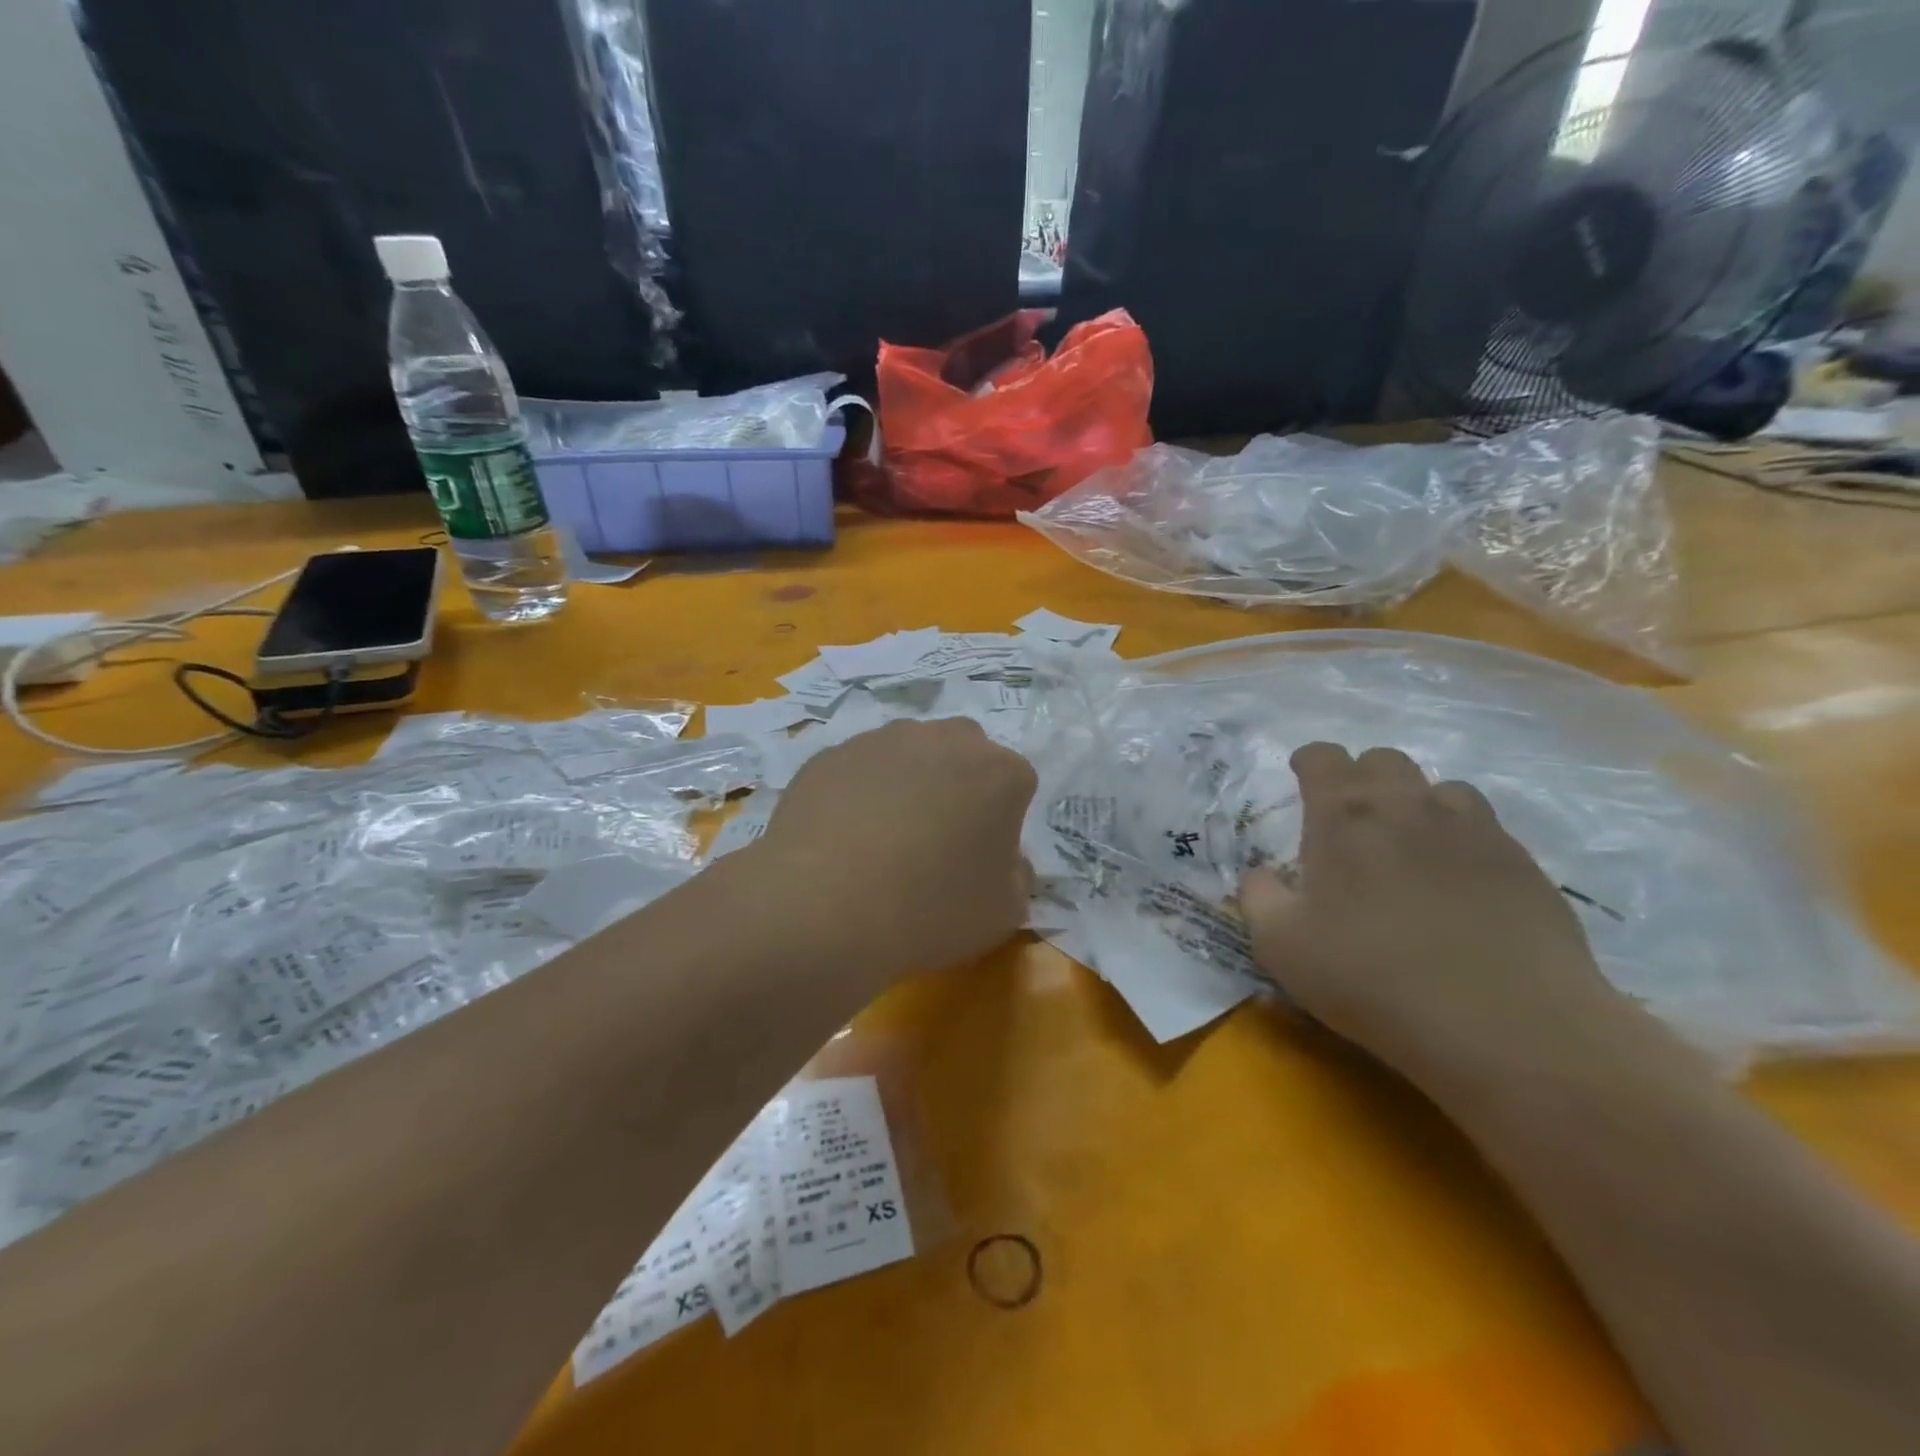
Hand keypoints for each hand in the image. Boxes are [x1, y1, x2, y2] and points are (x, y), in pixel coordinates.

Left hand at [748, 718, 1037, 984]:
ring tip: (884, 838)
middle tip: (939, 837)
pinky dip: (860, 793)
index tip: (982, 856)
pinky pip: (859, 769)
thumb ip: (1017, 877)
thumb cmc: (930, 910)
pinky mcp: (832, 754)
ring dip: (908, 783)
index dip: (1003, 820)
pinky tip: (844, 837)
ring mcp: (883, 740)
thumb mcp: (1002, 914)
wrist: (825, 906)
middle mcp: (945, 739)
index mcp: (999, 772)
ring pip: (908, 753)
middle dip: (959, 784)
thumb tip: (1005, 859)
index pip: (1016, 783)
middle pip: (964, 752)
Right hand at [1240, 743, 1626, 1086]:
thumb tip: (1261, 874)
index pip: (1323, 757)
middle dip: (1361, 776)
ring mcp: (1473, 830)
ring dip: (1417, 803)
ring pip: (1440, 788)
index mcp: (1343, 817)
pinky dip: (1463, 839)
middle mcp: (1407, 806)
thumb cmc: (1372, 978)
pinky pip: (1486, 828)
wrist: (1505, 1025)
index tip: (1301, 778)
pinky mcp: (1523, 863)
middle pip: (1383, 760)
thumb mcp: (1281, 946)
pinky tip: (1459, 881)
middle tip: (1351, 819)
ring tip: (1409, 845)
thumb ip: (1258, 897)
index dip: (1309, 762)